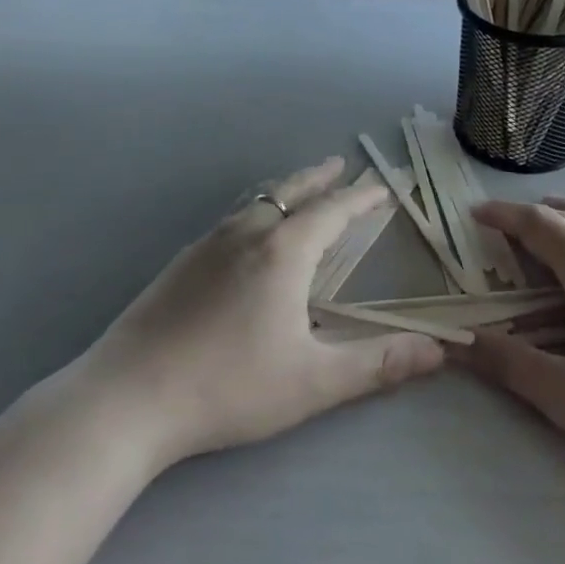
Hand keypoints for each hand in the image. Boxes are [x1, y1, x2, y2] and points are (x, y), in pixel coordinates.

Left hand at [70, 158, 444, 469]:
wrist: (126, 399)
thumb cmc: (227, 386)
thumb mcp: (312, 382)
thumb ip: (377, 365)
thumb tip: (438, 351)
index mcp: (283, 251)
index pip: (333, 211)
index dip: (360, 197)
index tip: (380, 186)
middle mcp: (247, 234)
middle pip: (292, 192)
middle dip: (320, 178)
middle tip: (339, 165)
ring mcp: (208, 244)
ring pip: (258, 201)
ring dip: (286, 190)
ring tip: (300, 191)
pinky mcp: (181, 262)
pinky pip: (232, 219)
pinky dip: (257, 209)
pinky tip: (249, 235)